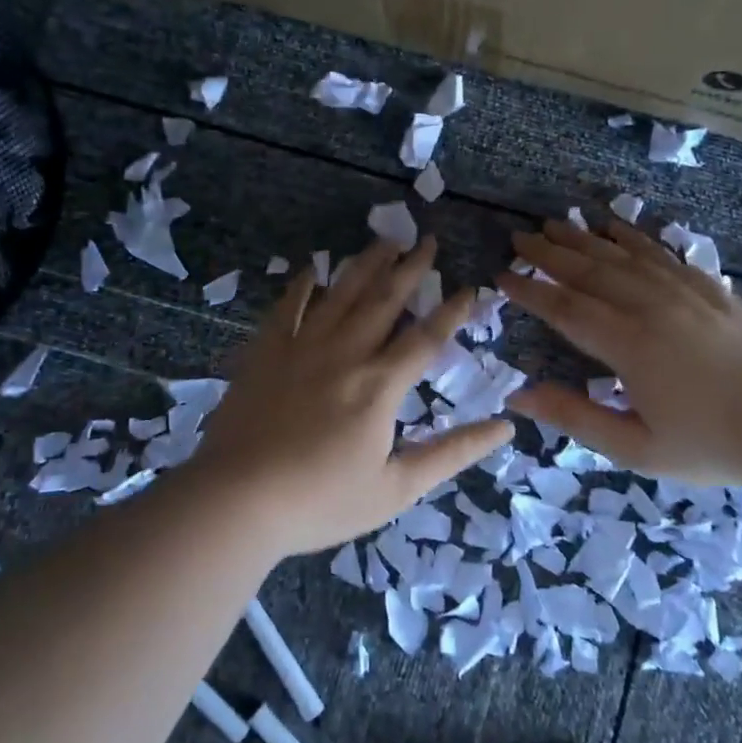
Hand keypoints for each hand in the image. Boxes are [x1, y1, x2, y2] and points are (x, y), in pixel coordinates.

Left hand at [194, 235, 515, 556]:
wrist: (236, 501)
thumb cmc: (321, 501)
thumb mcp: (396, 488)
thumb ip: (452, 453)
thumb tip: (505, 426)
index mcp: (380, 386)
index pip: (426, 338)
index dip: (452, 311)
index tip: (471, 287)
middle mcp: (345, 354)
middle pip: (384, 301)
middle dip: (410, 269)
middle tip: (426, 240)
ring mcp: (300, 348)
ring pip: (340, 295)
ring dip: (365, 265)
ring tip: (384, 241)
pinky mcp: (264, 354)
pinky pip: (287, 309)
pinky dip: (302, 286)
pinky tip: (312, 269)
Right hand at [499, 217, 741, 488]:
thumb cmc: (710, 446)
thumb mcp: (636, 448)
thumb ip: (575, 418)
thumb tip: (519, 395)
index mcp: (629, 346)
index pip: (565, 309)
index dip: (530, 291)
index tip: (501, 276)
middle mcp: (652, 307)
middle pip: (590, 272)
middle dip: (549, 254)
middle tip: (519, 239)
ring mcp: (685, 293)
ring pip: (623, 256)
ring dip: (585, 238)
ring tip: (555, 224)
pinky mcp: (711, 290)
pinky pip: (663, 253)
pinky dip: (634, 238)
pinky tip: (616, 227)